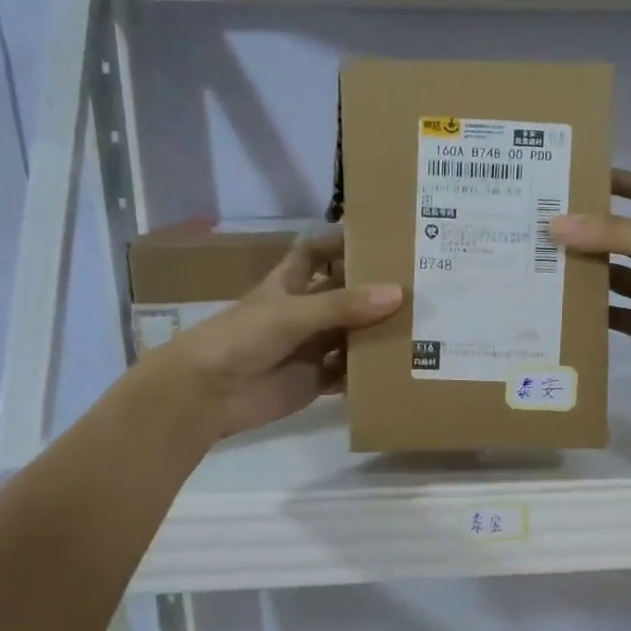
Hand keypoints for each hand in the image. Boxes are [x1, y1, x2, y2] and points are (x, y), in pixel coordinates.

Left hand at [153, 231, 401, 438]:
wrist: (207, 393)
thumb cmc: (242, 338)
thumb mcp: (292, 313)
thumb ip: (343, 305)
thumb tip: (398, 294)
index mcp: (289, 285)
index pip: (315, 253)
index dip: (340, 242)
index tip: (378, 236)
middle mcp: (303, 313)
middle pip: (344, 296)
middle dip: (374, 291)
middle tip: (419, 283)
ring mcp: (311, 348)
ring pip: (352, 335)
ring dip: (378, 333)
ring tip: (423, 325)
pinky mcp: (316, 380)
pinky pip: (350, 373)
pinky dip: (369, 372)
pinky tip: (400, 367)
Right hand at [549, 170, 630, 381]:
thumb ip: (611, 233)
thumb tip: (555, 225)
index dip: (620, 182)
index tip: (581, 177)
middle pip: (620, 237)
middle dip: (588, 231)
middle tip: (543, 225)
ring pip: (611, 277)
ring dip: (583, 272)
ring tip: (540, 264)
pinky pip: (612, 316)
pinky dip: (590, 313)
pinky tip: (558, 306)